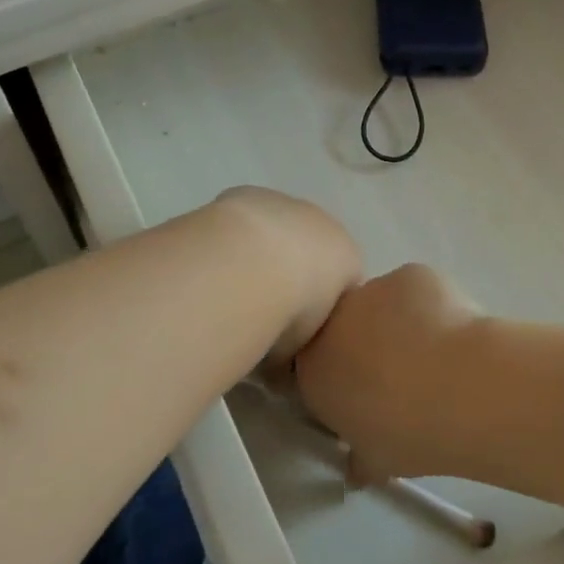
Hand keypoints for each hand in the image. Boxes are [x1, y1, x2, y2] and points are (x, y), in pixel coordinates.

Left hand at [207, 187, 361, 370]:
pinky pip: (244, 222)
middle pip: (308, 250)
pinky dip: (233, 240)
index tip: (293, 332)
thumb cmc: (293, 308)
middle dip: (289, 275)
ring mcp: (284, 204)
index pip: (342, 280)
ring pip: (275, 233)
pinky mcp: (248, 194)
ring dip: (259, 255)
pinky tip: (214, 265)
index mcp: (348, 256)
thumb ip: (299, 350)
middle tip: (261, 310)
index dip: (318, 307)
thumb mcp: (304, 345)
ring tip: (232, 287)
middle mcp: (322, 223)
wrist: (257, 261)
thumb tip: (280, 369)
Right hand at [295, 263, 480, 480]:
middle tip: (399, 374)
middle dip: (365, 345)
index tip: (362, 395)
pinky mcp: (409, 273)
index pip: (313, 368)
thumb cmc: (409, 433)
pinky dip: (428, 305)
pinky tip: (451, 332)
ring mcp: (372, 289)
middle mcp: (333, 321)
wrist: (461, 387)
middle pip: (344, 328)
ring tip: (434, 354)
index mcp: (314, 368)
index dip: (339, 379)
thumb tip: (356, 465)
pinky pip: (413, 290)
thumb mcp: (376, 461)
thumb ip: (358, 457)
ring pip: (380, 304)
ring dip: (397, 323)